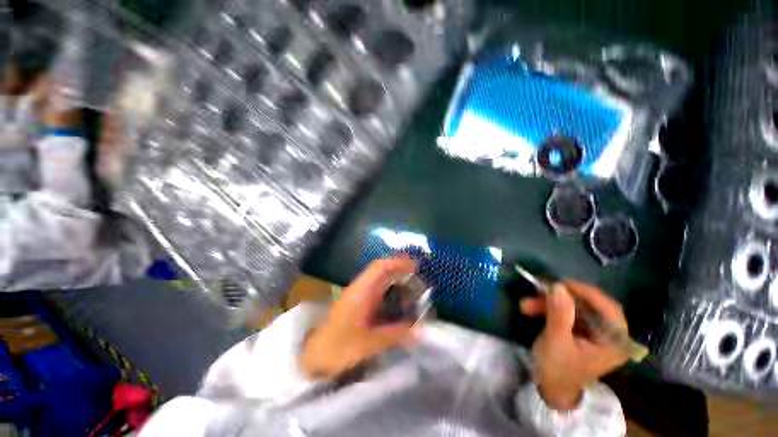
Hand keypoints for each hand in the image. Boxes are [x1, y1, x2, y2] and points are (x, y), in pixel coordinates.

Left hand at [299, 257, 419, 378]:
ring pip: (379, 277)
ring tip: (412, 284)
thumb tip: (421, 331)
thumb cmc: (339, 347)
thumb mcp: (369, 343)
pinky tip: (398, 298)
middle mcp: (360, 288)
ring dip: (395, 276)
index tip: (415, 266)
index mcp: (361, 292)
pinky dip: (389, 287)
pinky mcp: (358, 301)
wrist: (316, 355)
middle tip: (418, 274)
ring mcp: (358, 293)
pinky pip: (377, 287)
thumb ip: (396, 335)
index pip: (380, 267)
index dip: (398, 263)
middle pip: (381, 269)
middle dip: (400, 268)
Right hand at [520, 281, 628, 410]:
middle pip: (588, 306)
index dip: (587, 293)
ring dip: (548, 304)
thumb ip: (559, 314)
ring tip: (525, 305)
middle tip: (539, 290)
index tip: (562, 283)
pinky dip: (548, 309)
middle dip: (560, 299)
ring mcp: (593, 332)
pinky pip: (566, 313)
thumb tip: (557, 286)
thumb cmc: (557, 370)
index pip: (609, 310)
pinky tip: (531, 309)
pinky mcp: (580, 330)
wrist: (549, 389)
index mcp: (614, 343)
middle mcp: (608, 334)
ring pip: (573, 308)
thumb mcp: (556, 341)